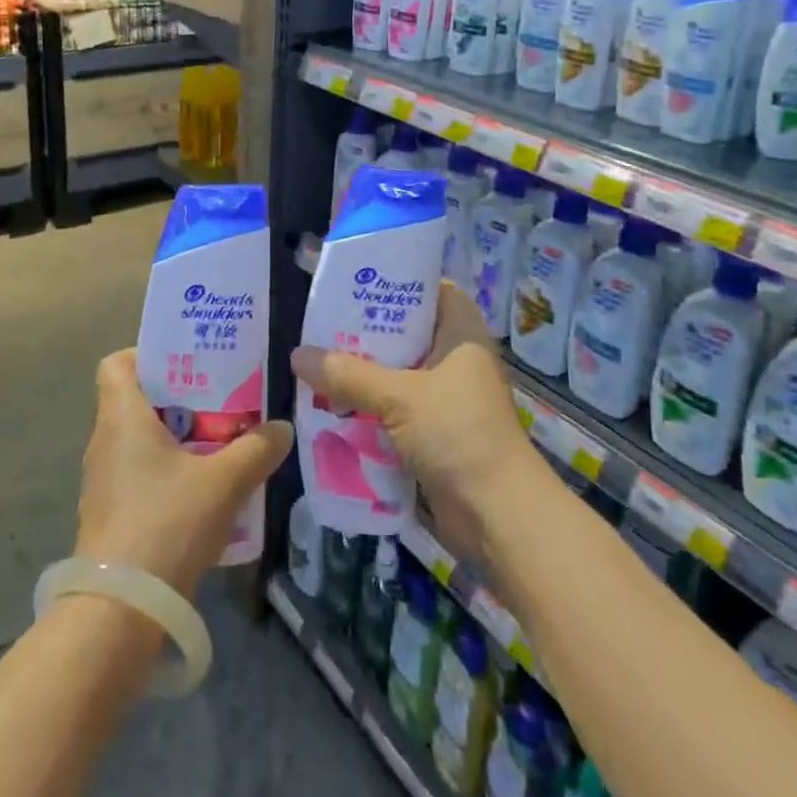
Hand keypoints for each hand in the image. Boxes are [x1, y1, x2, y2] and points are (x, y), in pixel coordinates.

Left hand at [75, 350, 293, 597]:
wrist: (119, 612)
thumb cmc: (165, 524)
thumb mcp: (223, 482)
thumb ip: (256, 449)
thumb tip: (282, 427)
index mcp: (121, 417)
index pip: (117, 363)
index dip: (147, 355)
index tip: (187, 362)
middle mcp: (105, 442)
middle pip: (137, 401)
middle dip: (179, 398)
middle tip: (220, 399)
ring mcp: (103, 482)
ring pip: (140, 441)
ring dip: (177, 438)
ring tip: (219, 443)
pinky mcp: (111, 516)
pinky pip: (140, 476)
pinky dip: (168, 473)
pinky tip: (204, 492)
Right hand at [290, 282, 540, 566]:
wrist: (499, 515)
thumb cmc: (458, 433)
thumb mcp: (399, 397)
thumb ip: (348, 374)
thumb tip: (296, 355)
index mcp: (460, 331)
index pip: (428, 288)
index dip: (394, 281)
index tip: (353, 282)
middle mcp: (455, 356)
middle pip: (405, 331)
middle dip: (365, 333)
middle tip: (320, 325)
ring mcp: (447, 395)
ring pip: (397, 371)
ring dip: (363, 373)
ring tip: (317, 363)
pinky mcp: (436, 430)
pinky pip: (396, 406)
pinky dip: (370, 405)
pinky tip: (333, 404)